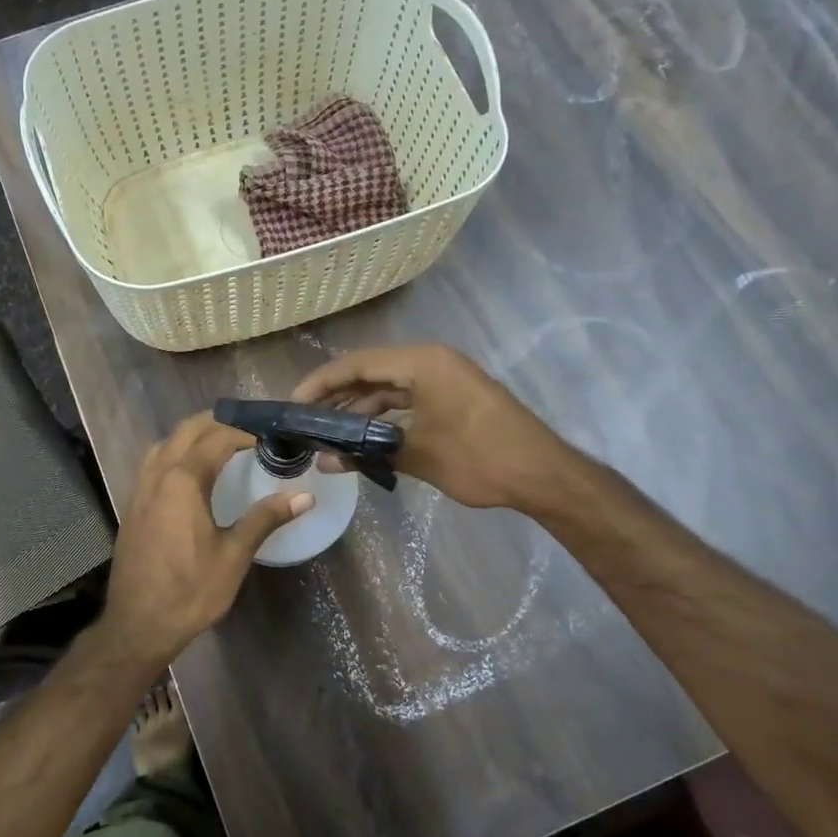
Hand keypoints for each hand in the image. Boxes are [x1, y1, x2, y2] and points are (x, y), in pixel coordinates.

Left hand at [98, 412, 311, 666]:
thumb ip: (265, 518)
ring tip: (221, 443)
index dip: (244, 432)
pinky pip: (153, 464)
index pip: (217, 439)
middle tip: (248, 429)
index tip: (268, 435)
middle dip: (217, 422)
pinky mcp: (132, 506)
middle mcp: (158, 475)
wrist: (138, 624)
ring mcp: (140, 490)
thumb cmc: (190, 590)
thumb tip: (305, 496)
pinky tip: (190, 473)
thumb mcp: (234, 555)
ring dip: (192, 435)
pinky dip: (175, 453)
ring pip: (165, 444)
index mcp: (183, 480)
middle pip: (187, 431)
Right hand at [292, 344, 567, 509]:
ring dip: (359, 410)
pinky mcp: (453, 397)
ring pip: (388, 388)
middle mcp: (431, 361)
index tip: (293, 404)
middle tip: (305, 422)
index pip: (357, 364)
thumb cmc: (479, 457)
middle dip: (337, 398)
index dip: (321, 383)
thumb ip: (366, 453)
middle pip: (371, 373)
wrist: (544, 474)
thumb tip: (324, 462)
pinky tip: (363, 439)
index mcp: (422, 362)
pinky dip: (384, 417)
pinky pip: (408, 399)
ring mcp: (444, 378)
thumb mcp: (418, 456)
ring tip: (327, 436)